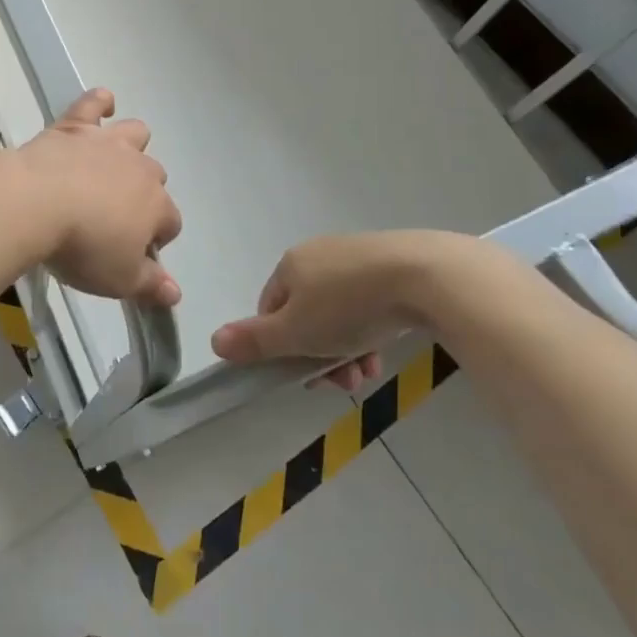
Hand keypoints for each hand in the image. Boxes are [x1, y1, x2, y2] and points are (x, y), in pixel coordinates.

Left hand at [15, 89, 182, 307]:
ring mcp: (108, 143)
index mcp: (156, 206)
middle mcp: (139, 168)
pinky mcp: (75, 126)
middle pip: (155, 177)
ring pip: (135, 134)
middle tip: (114, 216)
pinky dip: (99, 103)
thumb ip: (151, 284)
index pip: (171, 223)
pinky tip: (101, 105)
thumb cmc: (82, 247)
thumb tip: (176, 294)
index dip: (156, 240)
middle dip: (143, 194)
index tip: (134, 254)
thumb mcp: (119, 279)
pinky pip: (94, 103)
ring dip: (131, 146)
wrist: (36, 203)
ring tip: (113, 162)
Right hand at [210, 230, 496, 390]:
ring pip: (338, 312)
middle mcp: (318, 255)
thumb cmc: (349, 306)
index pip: (271, 310)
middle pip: (306, 314)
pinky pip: (367, 302)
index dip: (282, 347)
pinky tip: (384, 350)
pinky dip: (370, 329)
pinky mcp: (389, 264)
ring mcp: (355, 256)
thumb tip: (213, 340)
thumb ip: (256, 340)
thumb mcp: (296, 332)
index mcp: (290, 265)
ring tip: (368, 373)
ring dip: (346, 349)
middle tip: (343, 382)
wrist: (422, 275)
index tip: (305, 375)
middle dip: (319, 354)